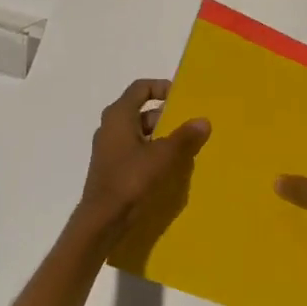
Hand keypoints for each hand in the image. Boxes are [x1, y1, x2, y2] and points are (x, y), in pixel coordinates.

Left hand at [76, 79, 210, 240]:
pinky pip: (135, 151)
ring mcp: (109, 148)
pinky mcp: (112, 167)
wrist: (103, 219)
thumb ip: (184, 137)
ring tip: (184, 148)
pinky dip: (151, 152)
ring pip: (139, 133)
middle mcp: (110, 127)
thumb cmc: (131, 179)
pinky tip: (168, 167)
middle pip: (141, 111)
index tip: (182, 98)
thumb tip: (203, 121)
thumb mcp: (163, 156)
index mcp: (119, 115)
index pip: (140, 88)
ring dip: (161, 137)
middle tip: (189, 126)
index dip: (161, 87)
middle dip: (166, 117)